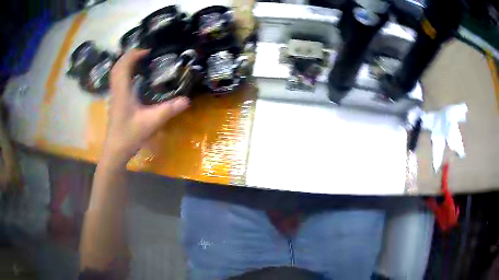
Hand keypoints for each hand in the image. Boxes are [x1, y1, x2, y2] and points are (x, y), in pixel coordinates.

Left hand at [102, 49, 189, 165]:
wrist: (115, 151)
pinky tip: (134, 78)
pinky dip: (124, 73)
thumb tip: (187, 100)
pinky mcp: (116, 102)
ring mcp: (114, 97)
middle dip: (128, 56)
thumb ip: (168, 110)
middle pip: (117, 67)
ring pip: (115, 74)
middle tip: (143, 53)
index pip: (124, 66)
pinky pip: (117, 81)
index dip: (134, 55)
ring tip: (138, 61)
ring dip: (125, 64)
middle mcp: (116, 91)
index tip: (147, 51)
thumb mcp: (151, 123)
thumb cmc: (130, 136)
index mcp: (122, 92)